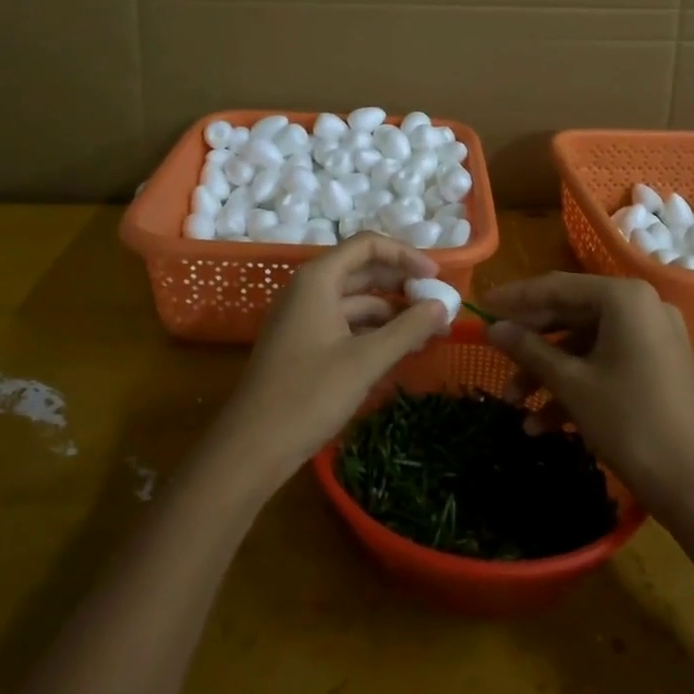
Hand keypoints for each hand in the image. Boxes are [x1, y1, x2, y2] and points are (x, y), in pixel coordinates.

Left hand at [217, 234, 453, 485]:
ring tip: (427, 332)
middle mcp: (308, 289)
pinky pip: (345, 323)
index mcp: (318, 279)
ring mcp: (303, 316)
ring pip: (355, 300)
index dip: (405, 255)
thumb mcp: (365, 361)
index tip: (436, 279)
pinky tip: (398, 350)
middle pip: (362, 270)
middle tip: (438, 305)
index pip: (367, 246)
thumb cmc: (308, 395)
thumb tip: (443, 306)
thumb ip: (408, 329)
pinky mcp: (303, 343)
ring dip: (391, 311)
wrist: (251, 448)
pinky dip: (373, 330)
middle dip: (402, 284)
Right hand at [481, 273, 693, 513]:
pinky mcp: (657, 366)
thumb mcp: (572, 384)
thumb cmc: (630, 423)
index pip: (557, 287)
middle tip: (494, 356)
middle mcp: (642, 307)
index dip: (516, 298)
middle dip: (531, 343)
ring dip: (549, 371)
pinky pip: (606, 362)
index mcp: (624, 298)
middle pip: (571, 313)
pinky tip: (545, 423)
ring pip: (586, 343)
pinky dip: (577, 385)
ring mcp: (653, 337)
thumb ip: (529, 350)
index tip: (481, 307)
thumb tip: (492, 329)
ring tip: (514, 403)